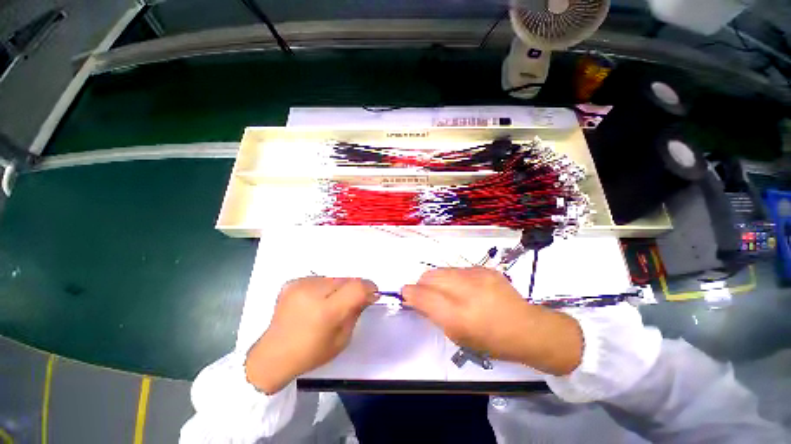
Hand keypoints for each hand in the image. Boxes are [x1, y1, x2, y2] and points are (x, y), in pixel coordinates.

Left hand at [245, 277, 377, 393]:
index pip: (356, 287)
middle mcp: (312, 292)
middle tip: (351, 302)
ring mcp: (300, 285)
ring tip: (330, 303)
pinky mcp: (292, 282)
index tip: (372, 294)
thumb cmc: (311, 354)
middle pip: (346, 279)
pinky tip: (315, 302)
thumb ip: (356, 312)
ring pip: (334, 278)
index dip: (369, 287)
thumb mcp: (342, 339)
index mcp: (325, 311)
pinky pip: (319, 279)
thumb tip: (367, 295)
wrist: (272, 355)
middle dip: (354, 288)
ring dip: (339, 288)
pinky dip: (324, 288)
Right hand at [402, 267, 582, 375]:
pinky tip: (465, 288)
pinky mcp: (484, 268)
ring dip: (437, 280)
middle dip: (422, 284)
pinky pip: (458, 270)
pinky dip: (454, 278)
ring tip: (447, 291)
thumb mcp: (458, 336)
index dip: (410, 293)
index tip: (406, 294)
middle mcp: (465, 291)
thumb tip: (418, 299)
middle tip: (426, 293)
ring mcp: (476, 276)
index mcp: (458, 316)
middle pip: (429, 276)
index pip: (422, 296)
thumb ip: (435, 315)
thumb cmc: (491, 341)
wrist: (527, 327)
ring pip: (442, 270)